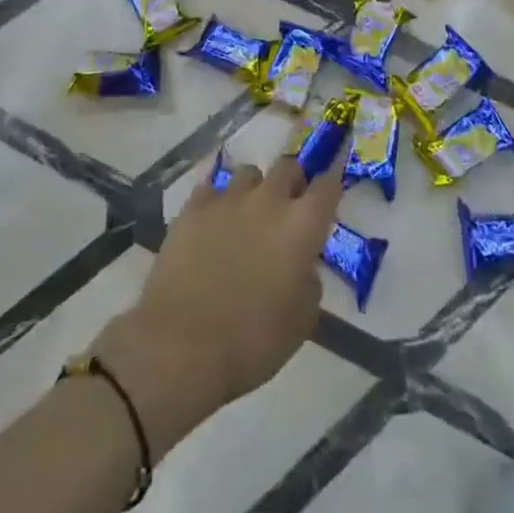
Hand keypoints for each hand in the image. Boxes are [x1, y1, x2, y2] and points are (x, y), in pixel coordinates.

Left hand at [91, 148, 346, 458]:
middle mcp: (268, 200)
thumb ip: (310, 282)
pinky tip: (213, 222)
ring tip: (247, 214)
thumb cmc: (252, 340)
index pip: (329, 184)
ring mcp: (227, 199)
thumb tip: (302, 265)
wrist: (181, 345)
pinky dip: (218, 201)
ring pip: (249, 173)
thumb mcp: (302, 321)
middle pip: (288, 167)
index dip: (332, 181)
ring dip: (255, 189)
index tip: (331, 186)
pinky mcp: (192, 208)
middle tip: (289, 207)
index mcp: (302, 225)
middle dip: (293, 182)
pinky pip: (211, 189)